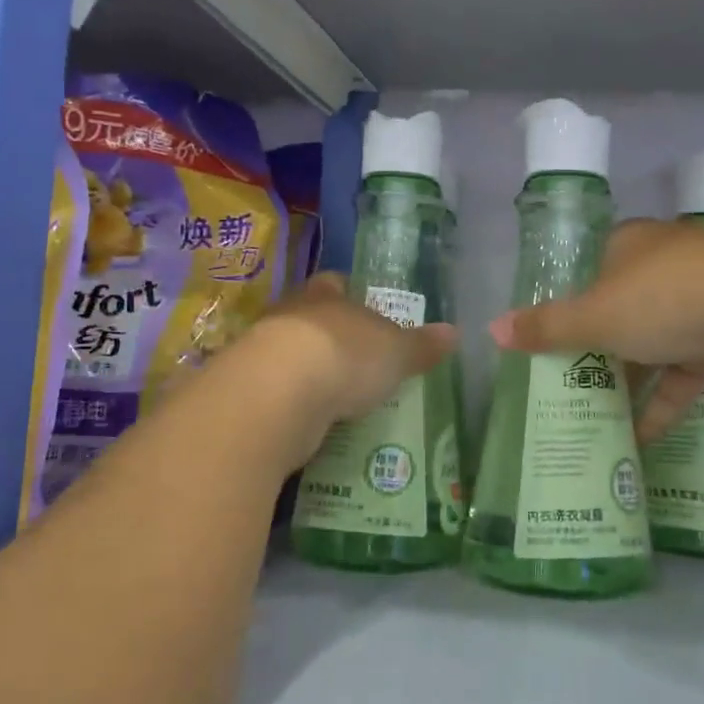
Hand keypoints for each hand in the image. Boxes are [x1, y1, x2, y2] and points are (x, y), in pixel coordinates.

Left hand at [255, 273, 456, 427]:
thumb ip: (421, 344)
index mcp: (325, 295)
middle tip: (357, 356)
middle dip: (331, 334)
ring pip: (291, 355)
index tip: (364, 304)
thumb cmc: (345, 355)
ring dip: (310, 371)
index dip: (349, 292)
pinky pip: (278, 392)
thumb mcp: (396, 351)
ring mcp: (263, 353)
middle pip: (311, 317)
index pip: (335, 283)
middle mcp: (290, 316)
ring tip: (337, 394)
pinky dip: (294, 403)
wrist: (277, 395)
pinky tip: (312, 420)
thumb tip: (454, 332)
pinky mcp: (250, 392)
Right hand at [490, 219, 703, 439]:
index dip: (563, 304)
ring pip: (650, 344)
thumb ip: (546, 327)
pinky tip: (640, 439)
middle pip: (617, 310)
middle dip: (593, 351)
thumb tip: (490, 330)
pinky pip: (683, 370)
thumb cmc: (667, 300)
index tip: (544, 342)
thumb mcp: (596, 317)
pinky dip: (663, 401)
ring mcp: (698, 300)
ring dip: (627, 381)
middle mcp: (662, 266)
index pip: (586, 271)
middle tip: (560, 387)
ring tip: (592, 419)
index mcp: (629, 245)